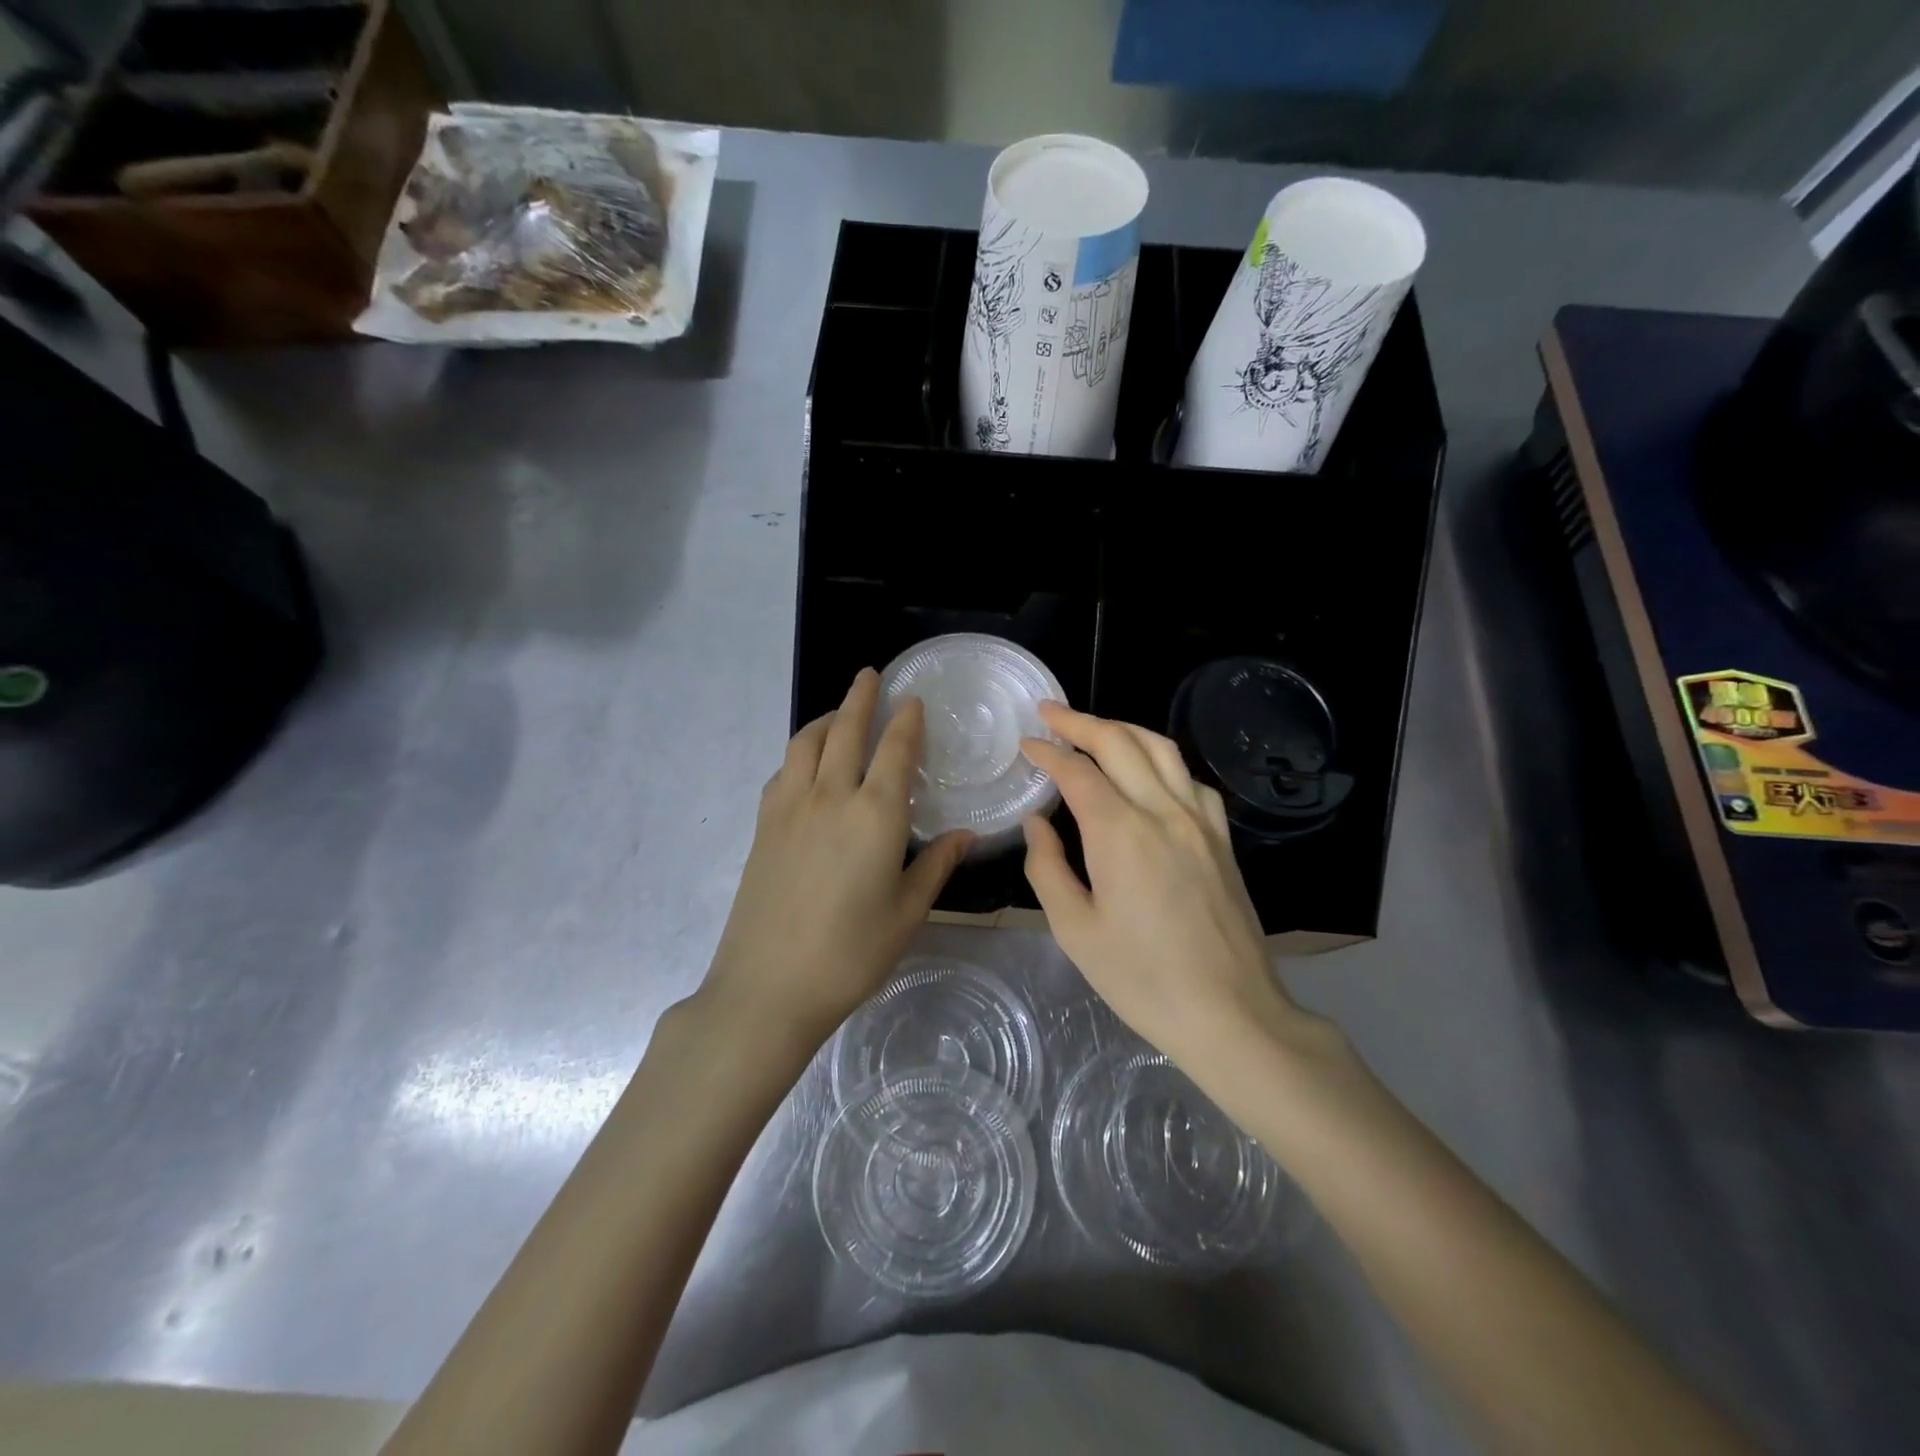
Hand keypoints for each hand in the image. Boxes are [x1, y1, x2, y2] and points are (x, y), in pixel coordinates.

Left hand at [696, 669, 971, 1049]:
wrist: (768, 987)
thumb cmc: (850, 954)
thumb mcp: (907, 913)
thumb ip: (936, 866)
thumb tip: (966, 835)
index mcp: (875, 815)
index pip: (895, 750)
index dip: (907, 720)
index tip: (913, 699)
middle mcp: (831, 797)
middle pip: (845, 730)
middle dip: (861, 697)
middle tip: (870, 675)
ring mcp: (790, 808)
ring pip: (806, 743)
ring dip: (826, 718)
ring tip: (839, 712)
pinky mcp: (764, 825)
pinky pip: (783, 770)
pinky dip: (800, 752)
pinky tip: (807, 764)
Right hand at [1020, 702, 1335, 1068]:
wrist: (1231, 1013)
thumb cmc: (1142, 980)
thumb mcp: (1075, 931)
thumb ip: (1048, 868)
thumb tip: (1037, 823)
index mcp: (1120, 834)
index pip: (1078, 771)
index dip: (1047, 752)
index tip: (1024, 743)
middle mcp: (1163, 812)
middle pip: (1120, 743)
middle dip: (1080, 722)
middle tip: (1049, 713)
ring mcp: (1200, 822)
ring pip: (1161, 749)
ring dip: (1122, 730)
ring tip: (1093, 729)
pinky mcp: (1221, 838)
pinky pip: (1190, 778)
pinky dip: (1161, 759)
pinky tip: (1148, 771)